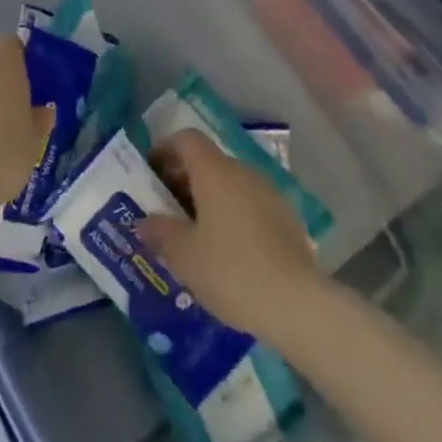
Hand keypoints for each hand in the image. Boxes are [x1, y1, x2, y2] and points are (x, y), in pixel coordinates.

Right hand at [135, 130, 319, 337]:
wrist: (298, 303)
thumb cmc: (231, 270)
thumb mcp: (185, 256)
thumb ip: (160, 232)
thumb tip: (144, 221)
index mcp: (215, 170)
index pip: (186, 139)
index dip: (165, 149)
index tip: (151, 172)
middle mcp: (242, 171)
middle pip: (208, 160)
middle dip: (184, 179)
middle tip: (166, 208)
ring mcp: (268, 192)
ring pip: (230, 183)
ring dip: (208, 199)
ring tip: (195, 233)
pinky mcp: (287, 217)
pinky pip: (249, 204)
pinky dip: (232, 215)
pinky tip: (228, 250)